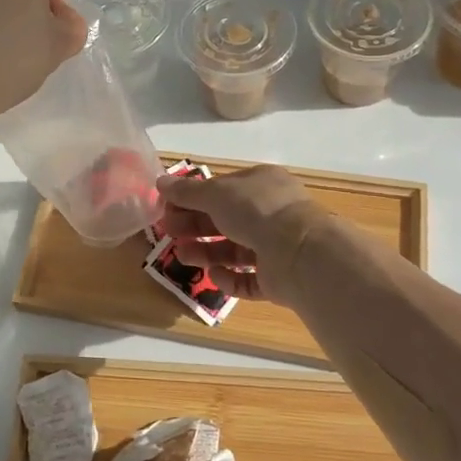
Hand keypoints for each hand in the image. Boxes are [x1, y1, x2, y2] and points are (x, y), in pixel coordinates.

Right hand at [156, 165, 327, 307]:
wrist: (299, 253)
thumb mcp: (216, 193)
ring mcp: (276, 246)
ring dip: (206, 251)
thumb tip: (160, 182)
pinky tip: (214, 275)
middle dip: (195, 225)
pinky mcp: (277, 277)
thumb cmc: (256, 211)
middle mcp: (271, 213)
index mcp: (261, 184)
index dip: (194, 196)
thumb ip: (187, 191)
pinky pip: (248, 278)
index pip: (222, 188)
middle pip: (225, 219)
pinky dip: (229, 278)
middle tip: (169, 231)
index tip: (168, 206)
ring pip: (234, 249)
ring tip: (182, 255)